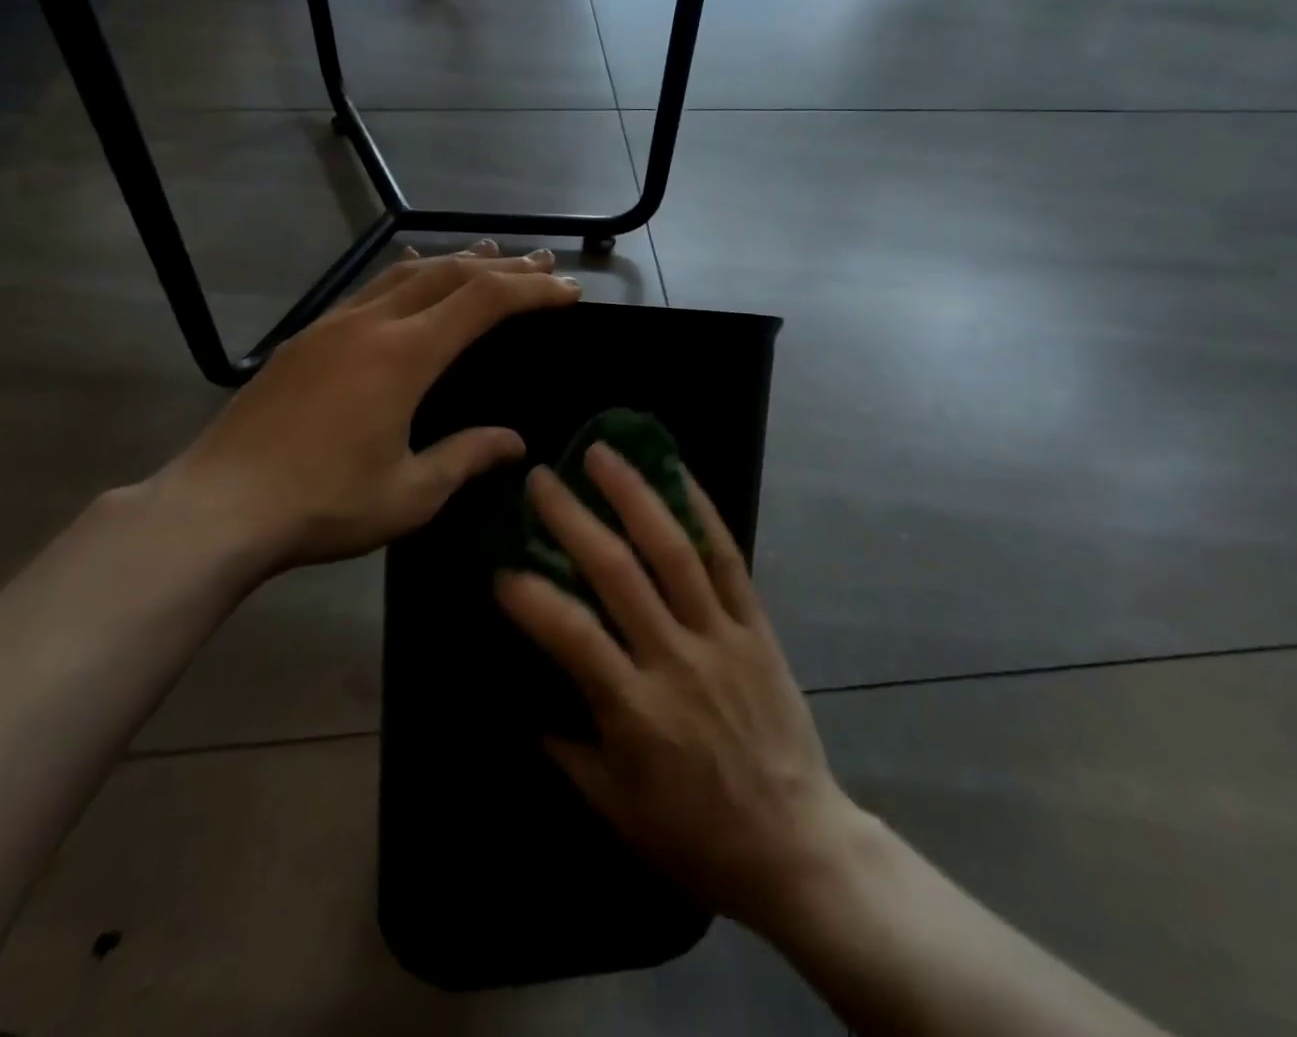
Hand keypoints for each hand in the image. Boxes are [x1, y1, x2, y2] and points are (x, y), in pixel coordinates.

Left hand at [147, 241, 580, 582]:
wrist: (218, 506)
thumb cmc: (323, 505)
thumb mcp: (410, 494)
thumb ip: (466, 457)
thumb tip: (515, 441)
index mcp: (404, 356)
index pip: (484, 302)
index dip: (532, 291)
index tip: (568, 291)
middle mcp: (371, 324)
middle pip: (449, 274)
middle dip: (502, 266)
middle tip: (542, 264)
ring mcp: (333, 325)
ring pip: (406, 273)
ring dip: (455, 262)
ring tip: (489, 256)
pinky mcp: (306, 338)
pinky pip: (371, 288)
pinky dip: (408, 275)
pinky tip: (412, 279)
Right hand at [497, 445, 863, 935]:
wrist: (796, 844)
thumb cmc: (696, 834)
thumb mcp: (615, 808)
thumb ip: (566, 748)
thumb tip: (525, 697)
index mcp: (636, 709)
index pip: (573, 637)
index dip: (531, 599)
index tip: (500, 568)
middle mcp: (676, 658)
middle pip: (619, 573)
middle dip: (574, 519)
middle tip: (542, 479)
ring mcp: (721, 635)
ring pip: (674, 550)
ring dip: (635, 495)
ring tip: (603, 453)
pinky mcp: (755, 625)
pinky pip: (728, 559)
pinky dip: (703, 511)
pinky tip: (679, 473)